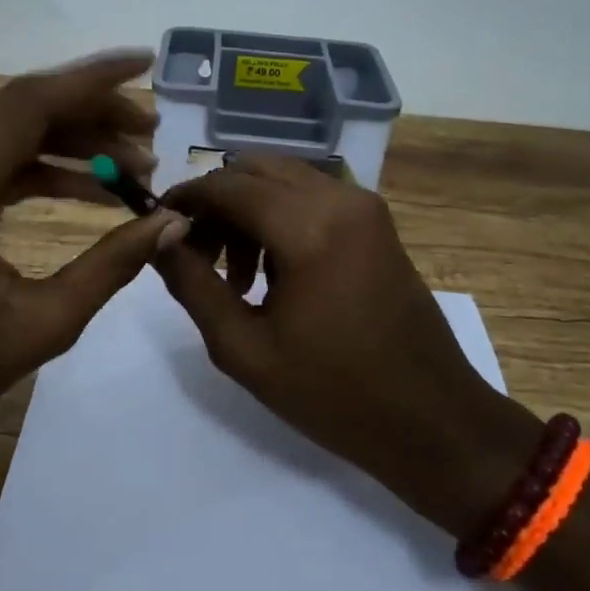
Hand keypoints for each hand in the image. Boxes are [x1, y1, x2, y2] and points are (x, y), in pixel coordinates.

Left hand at [0, 52, 184, 440]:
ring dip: (67, 133)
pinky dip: (36, 158)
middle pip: (19, 105)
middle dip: (91, 109)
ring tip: (130, 159)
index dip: (93, 81)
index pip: (30, 106)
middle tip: (150, 130)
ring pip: (3, 122)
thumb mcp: (43, 326)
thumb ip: (112, 264)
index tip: (145, 63)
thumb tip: (172, 221)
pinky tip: (86, 183)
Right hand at [155, 155, 538, 537]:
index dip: (184, 199)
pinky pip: (312, 197)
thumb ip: (193, 285)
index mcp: (308, 227)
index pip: (226, 185)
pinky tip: (273, 272)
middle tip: (195, 254)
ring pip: (283, 179)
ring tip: (235, 277)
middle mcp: (339, 199)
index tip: (156, 226)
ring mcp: (364, 207)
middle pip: (254, 169)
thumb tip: (158, 239)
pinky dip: (279, 216)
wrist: (433, 421)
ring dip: (247, 210)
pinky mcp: (376, 223)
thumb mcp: (244, 349)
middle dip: (216, 202)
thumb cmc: (334, 394)